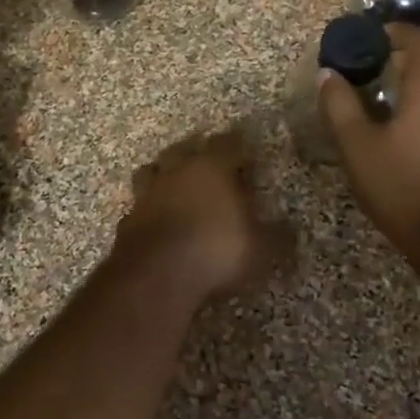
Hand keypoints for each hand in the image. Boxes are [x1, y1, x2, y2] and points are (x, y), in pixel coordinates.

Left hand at [113, 130, 290, 299]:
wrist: (155, 275)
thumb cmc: (215, 250)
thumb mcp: (260, 248)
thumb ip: (278, 236)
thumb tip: (292, 230)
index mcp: (212, 166)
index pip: (228, 142)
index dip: (239, 147)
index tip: (248, 155)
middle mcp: (177, 170)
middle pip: (185, 149)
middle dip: (198, 153)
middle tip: (211, 165)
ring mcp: (148, 192)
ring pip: (155, 170)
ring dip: (166, 174)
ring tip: (178, 186)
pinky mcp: (128, 218)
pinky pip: (141, 204)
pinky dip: (150, 208)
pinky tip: (157, 220)